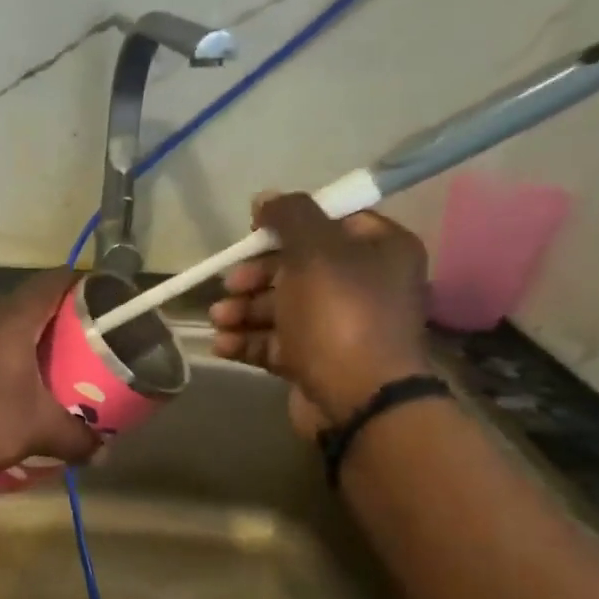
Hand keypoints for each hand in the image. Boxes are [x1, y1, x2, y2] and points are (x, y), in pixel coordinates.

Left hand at [0, 270, 100, 474]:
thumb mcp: (37, 431)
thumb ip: (75, 438)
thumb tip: (103, 452)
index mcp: (11, 318)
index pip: (52, 282)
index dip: (79, 284)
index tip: (98, 299)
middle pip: (21, 304)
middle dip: (47, 322)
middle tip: (69, 348)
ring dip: (11, 341)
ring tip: (28, 370)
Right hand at [209, 192, 430, 434]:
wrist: (358, 400)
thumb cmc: (339, 315)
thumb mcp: (314, 251)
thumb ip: (290, 216)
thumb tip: (266, 198)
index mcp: (380, 251)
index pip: (331, 223)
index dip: (288, 225)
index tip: (252, 234)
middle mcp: (364, 286)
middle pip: (298, 268)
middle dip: (255, 277)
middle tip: (230, 284)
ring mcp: (339, 328)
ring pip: (282, 308)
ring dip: (243, 310)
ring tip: (218, 319)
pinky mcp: (316, 363)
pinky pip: (276, 344)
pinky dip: (247, 341)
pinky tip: (221, 345)